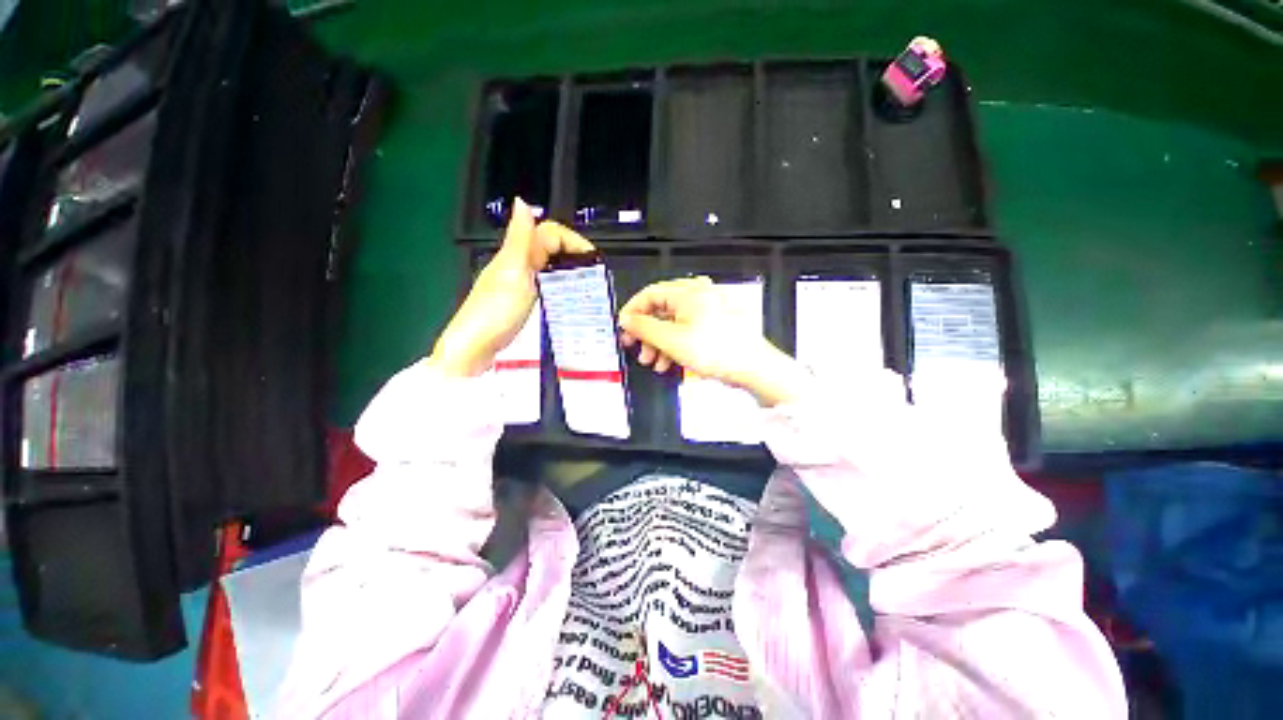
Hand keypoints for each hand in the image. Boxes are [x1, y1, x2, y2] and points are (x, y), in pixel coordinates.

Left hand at [429, 198, 594, 376]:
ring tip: (586, 286)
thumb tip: (522, 201)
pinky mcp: (522, 302)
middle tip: (593, 274)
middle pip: (550, 248)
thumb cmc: (495, 312)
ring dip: (568, 270)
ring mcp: (519, 284)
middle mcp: (517, 264)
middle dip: (574, 255)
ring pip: (548, 266)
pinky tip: (568, 298)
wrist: (476, 349)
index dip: (573, 240)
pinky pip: (545, 284)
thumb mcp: (512, 273)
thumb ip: (521, 240)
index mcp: (516, 254)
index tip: (593, 260)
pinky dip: (560, 286)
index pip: (550, 233)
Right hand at [618, 277, 811, 406]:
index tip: (623, 330)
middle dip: (646, 333)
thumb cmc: (716, 349)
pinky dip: (673, 344)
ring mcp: (706, 309)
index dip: (632, 312)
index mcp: (688, 291)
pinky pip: (685, 330)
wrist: (752, 367)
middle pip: (660, 310)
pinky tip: (668, 362)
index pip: (649, 294)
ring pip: (671, 322)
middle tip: (636, 349)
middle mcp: (697, 295)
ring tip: (652, 362)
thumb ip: (644, 327)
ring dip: (658, 343)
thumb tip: (626, 319)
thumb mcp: (671, 340)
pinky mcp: (712, 324)